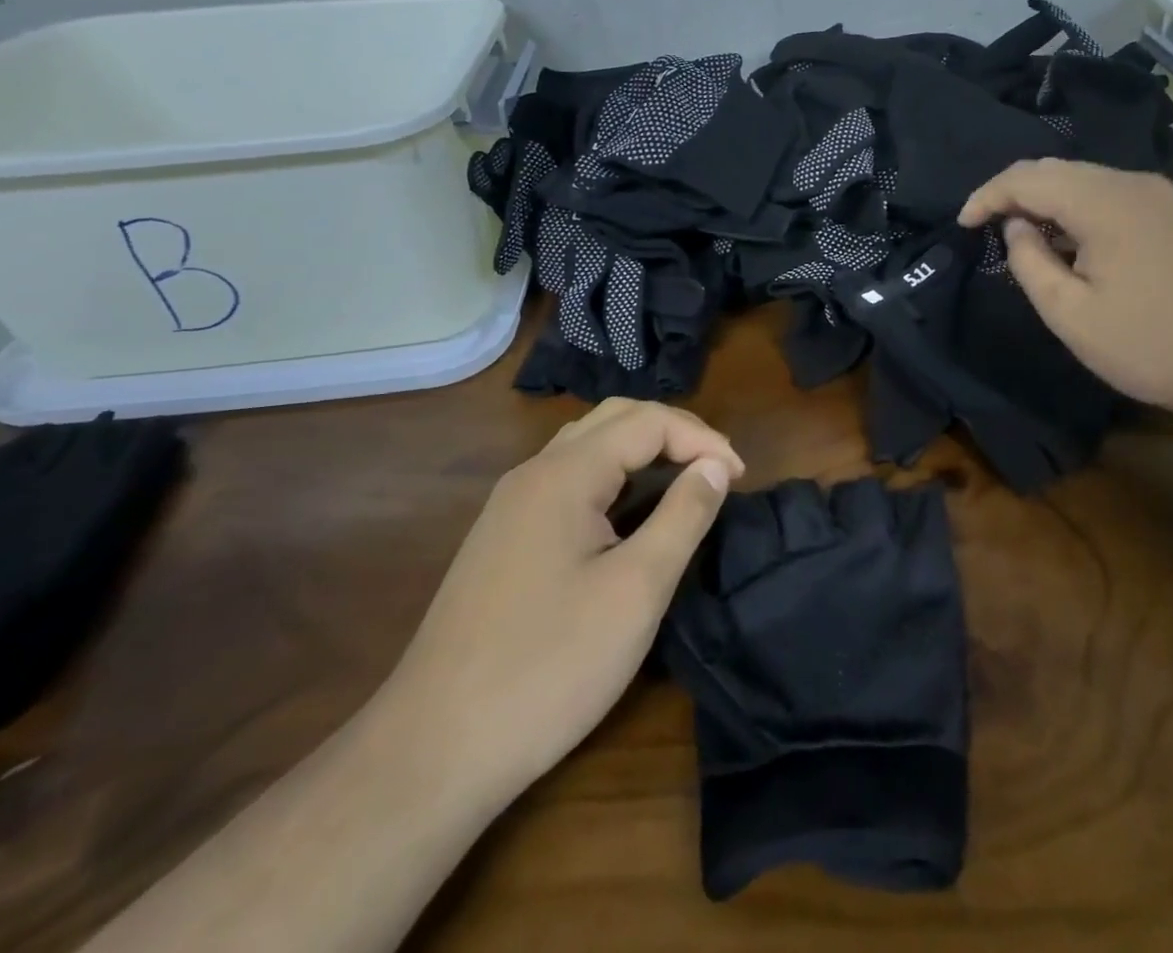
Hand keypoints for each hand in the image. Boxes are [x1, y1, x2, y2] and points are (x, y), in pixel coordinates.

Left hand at [374, 399, 744, 807]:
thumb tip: (715, 465)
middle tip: (716, 471)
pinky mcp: (502, 538)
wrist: (432, 752)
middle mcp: (533, 474)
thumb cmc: (549, 667)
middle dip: (674, 432)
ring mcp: (510, 506)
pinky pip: (567, 480)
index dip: (703, 440)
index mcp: (564, 474)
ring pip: (587, 446)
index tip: (739, 480)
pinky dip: (612, 477)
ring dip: (642, 450)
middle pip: (615, 419)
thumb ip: (683, 516)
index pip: (648, 421)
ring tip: (683, 482)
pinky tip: (628, 514)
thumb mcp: (636, 590)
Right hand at [960, 158, 1172, 432]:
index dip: (987, 196)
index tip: (963, 224)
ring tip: (1028, 236)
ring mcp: (1166, 196)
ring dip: (1050, 200)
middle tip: (987, 226)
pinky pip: (1117, 195)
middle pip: (1057, 169)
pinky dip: (1083, 209)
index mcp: (1103, 201)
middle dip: (1015, 192)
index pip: (1027, 178)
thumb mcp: (1072, 315)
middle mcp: (1135, 183)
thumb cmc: (1153, 346)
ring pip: (1089, 180)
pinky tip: (1079, 243)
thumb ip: (1030, 263)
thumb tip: (1017, 227)